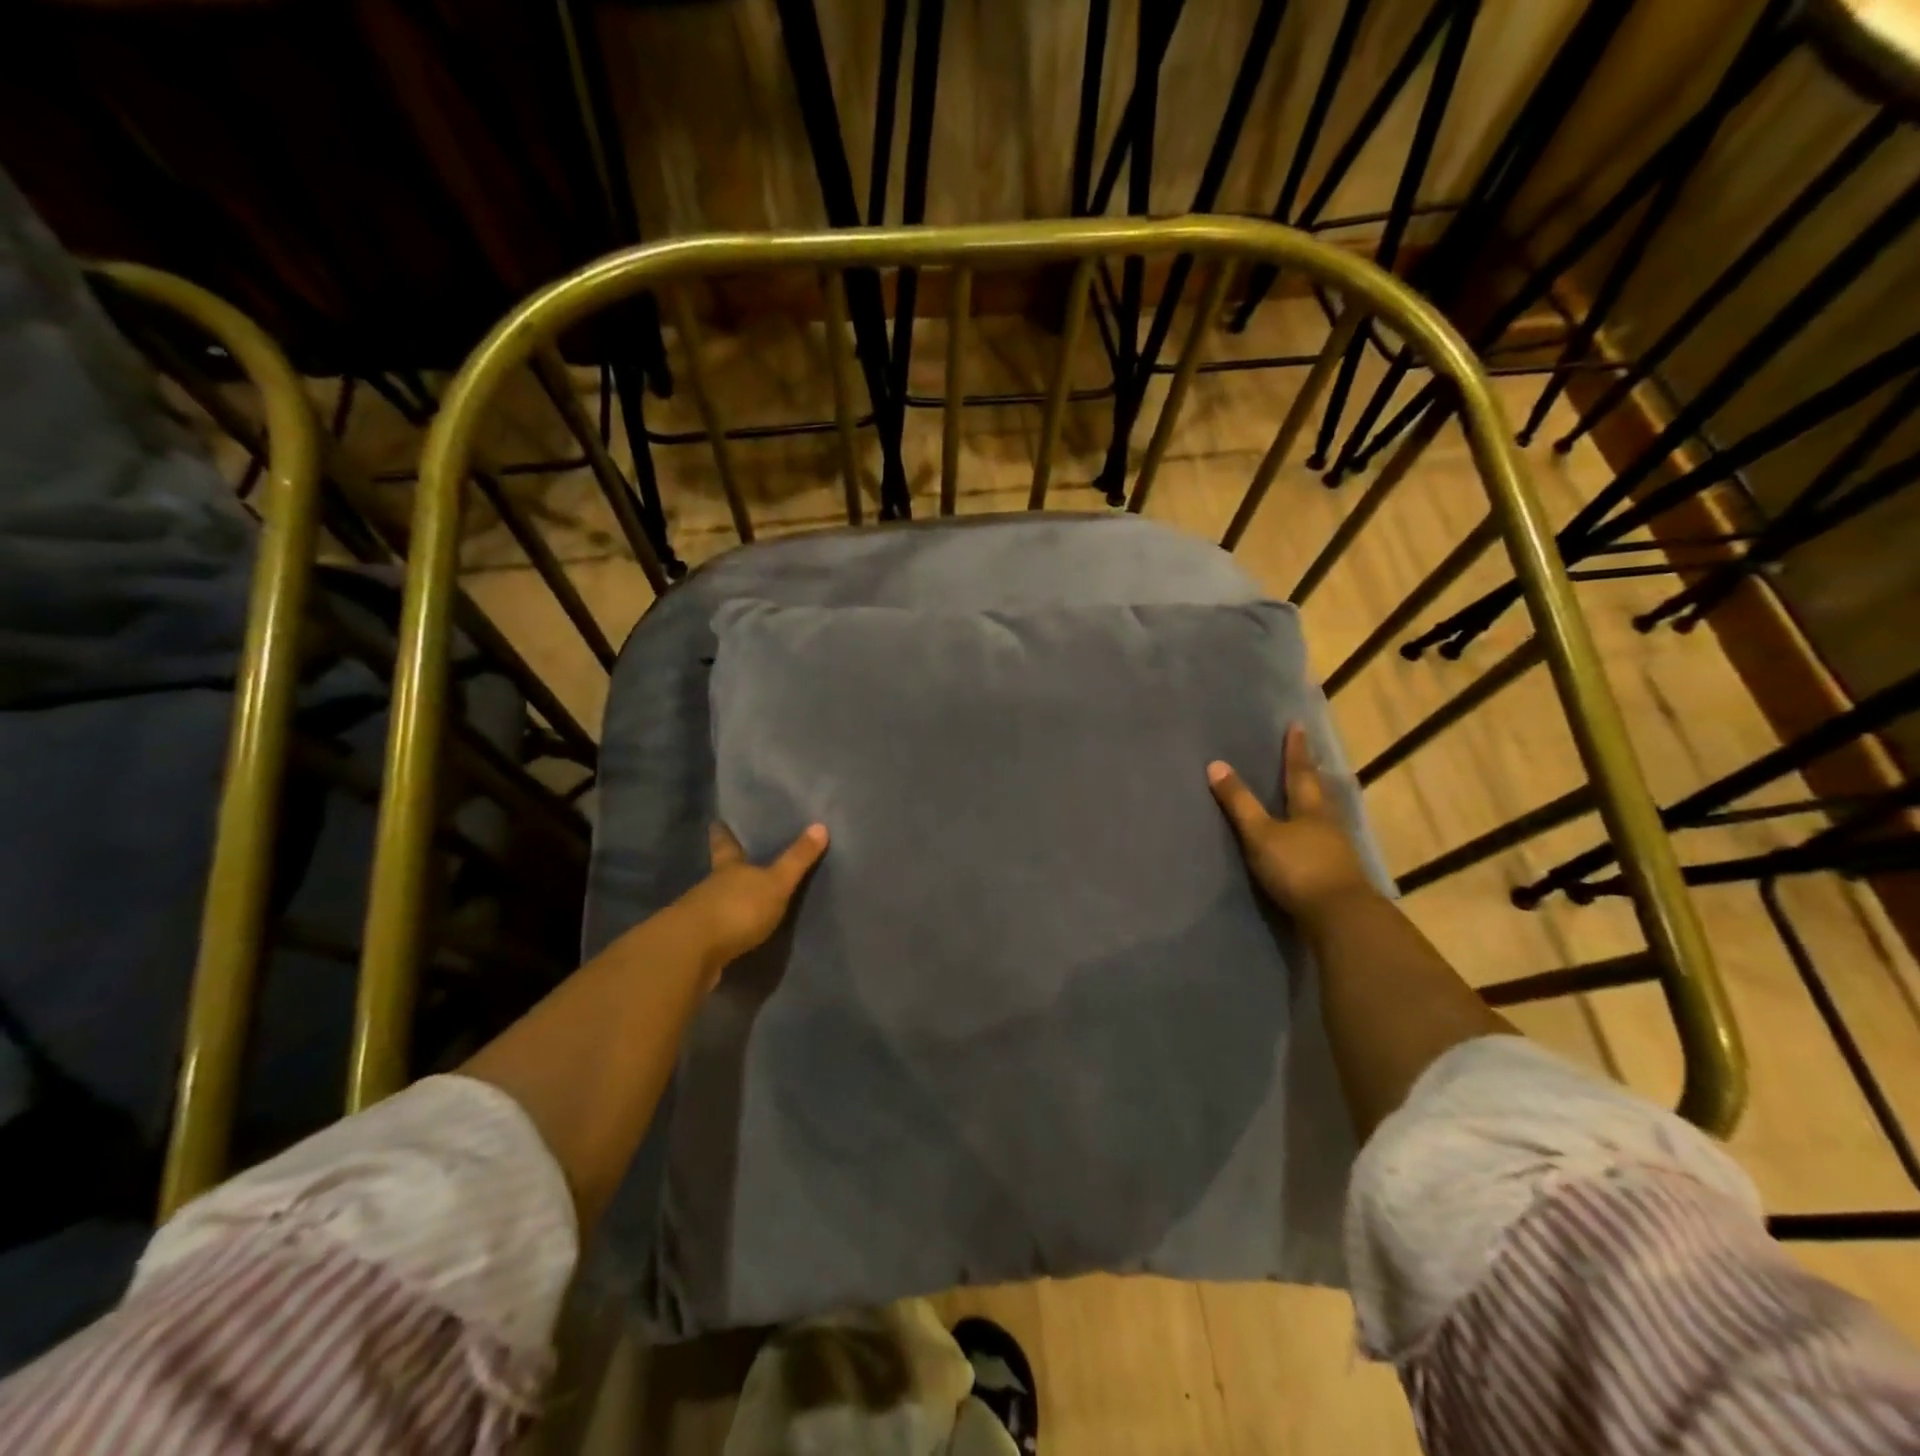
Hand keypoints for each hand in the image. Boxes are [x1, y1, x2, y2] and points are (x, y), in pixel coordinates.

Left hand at [674, 822, 828, 982]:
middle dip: (725, 868)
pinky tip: (730, 936)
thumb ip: (797, 859)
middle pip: (718, 873)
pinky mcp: (696, 944)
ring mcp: (699, 916)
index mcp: (729, 868)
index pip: (726, 845)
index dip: (723, 834)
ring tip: (738, 901)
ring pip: (714, 901)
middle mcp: (710, 887)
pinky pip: (713, 932)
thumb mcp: (776, 882)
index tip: (716, 822)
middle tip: (731, 860)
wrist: (693, 951)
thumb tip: (821, 825)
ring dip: (724, 901)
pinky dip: (722, 931)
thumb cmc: (738, 908)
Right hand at [1208, 723, 1377, 929]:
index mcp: (1310, 808)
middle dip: (1310, 773)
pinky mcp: (1336, 874)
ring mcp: (1336, 850)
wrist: (1339, 917)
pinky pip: (1322, 842)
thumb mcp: (1260, 834)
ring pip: (1324, 817)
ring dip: (1314, 804)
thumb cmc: (1298, 868)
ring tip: (1306, 795)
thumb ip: (1239, 803)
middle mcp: (1327, 823)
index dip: (1296, 750)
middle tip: (1307, 756)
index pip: (1300, 771)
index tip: (1297, 726)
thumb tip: (1215, 764)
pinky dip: (1314, 834)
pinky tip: (1309, 839)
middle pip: (1318, 792)